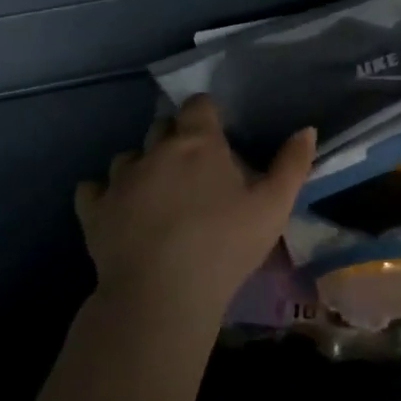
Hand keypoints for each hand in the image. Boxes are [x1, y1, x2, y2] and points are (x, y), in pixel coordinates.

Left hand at [75, 95, 315, 320]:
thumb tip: (307, 129)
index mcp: (198, 143)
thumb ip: (293, 165)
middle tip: (194, 167)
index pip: (199, 106)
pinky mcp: (94, 211)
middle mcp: (154, 151)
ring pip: (127, 156)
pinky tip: (117, 209)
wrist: (163, 294)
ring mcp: (119, 180)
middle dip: (176, 138)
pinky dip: (104, 193)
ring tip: (156, 191)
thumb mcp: (274, 207)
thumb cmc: (226, 245)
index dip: (208, 113)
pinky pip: (92, 189)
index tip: (218, 131)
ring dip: (141, 165)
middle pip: (161, 127)